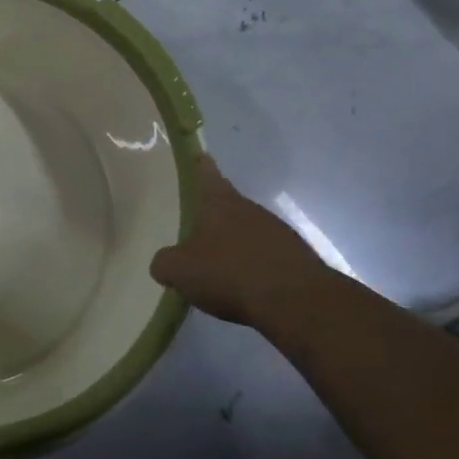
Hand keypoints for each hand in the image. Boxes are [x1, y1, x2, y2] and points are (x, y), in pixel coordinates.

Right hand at [151, 157, 331, 325]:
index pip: (206, 173)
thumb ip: (165, 262)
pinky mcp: (296, 257)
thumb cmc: (229, 273)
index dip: (199, 165)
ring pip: (249, 231)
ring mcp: (277, 231)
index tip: (198, 156)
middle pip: (228, 204)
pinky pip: (268, 256)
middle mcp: (250, 208)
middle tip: (197, 230)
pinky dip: (255, 266)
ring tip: (220, 267)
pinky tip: (246, 288)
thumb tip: (163, 262)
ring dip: (236, 243)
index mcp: (220, 202)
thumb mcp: (180, 271)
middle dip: (214, 216)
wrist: (295, 302)